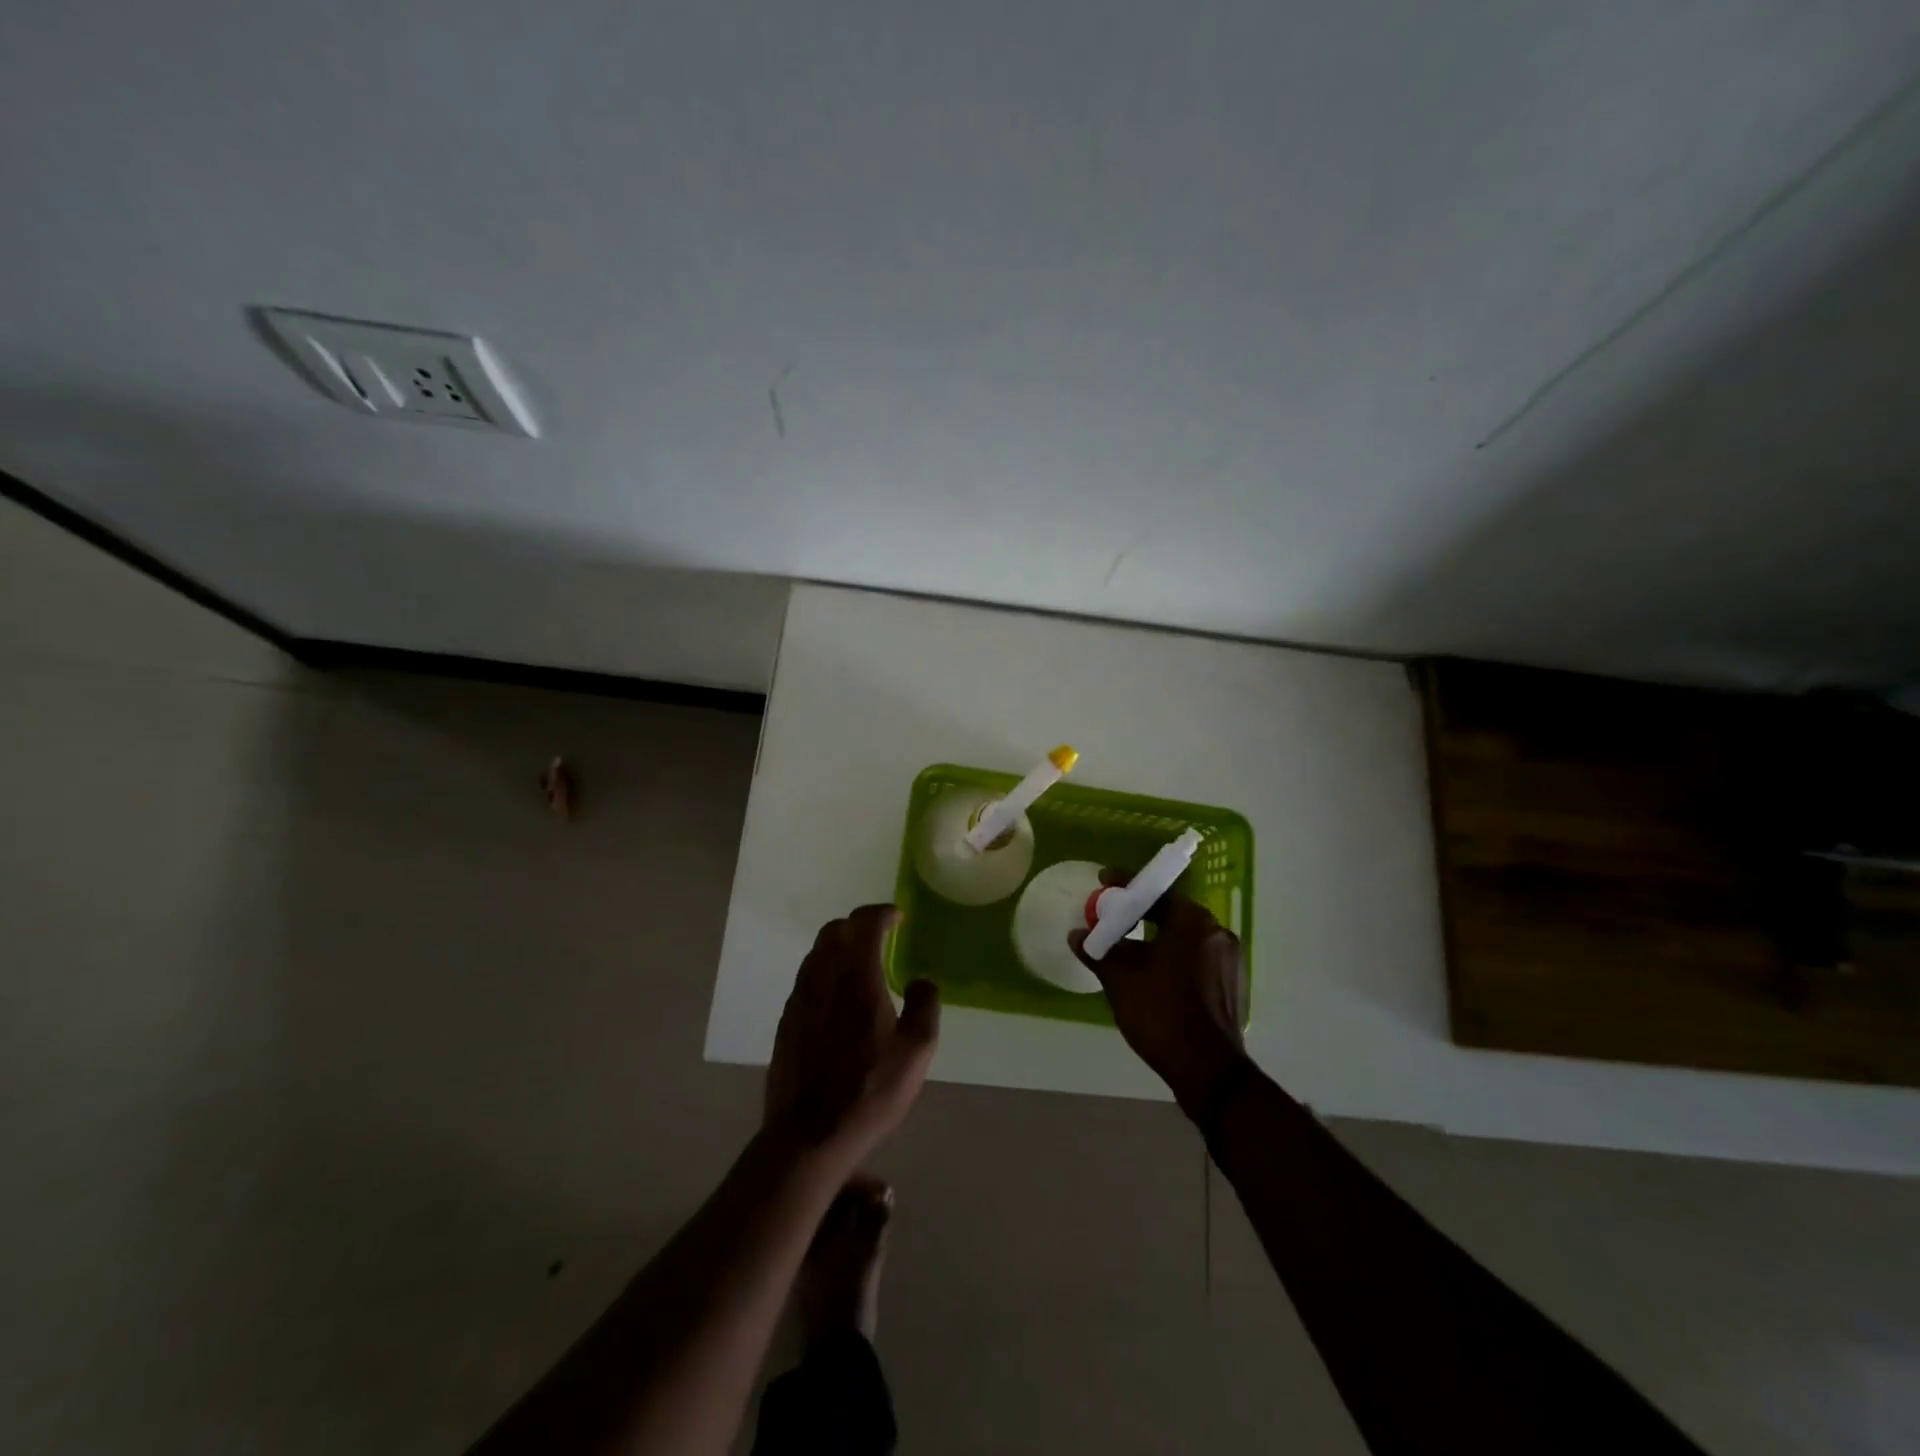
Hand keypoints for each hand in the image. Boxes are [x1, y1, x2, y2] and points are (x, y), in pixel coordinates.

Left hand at [765, 905, 940, 1161]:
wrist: (809, 1135)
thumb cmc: (869, 1090)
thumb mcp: (917, 1051)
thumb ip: (925, 1005)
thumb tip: (921, 980)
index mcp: (857, 975)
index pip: (865, 922)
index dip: (883, 913)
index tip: (898, 917)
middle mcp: (823, 977)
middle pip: (835, 930)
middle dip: (859, 924)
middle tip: (881, 936)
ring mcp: (799, 998)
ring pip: (816, 953)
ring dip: (840, 947)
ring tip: (861, 965)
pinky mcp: (786, 1020)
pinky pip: (806, 978)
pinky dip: (825, 971)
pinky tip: (839, 998)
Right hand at [1071, 874, 1249, 1120]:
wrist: (1208, 1070)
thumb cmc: (1162, 1013)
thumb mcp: (1120, 979)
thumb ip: (1098, 951)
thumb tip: (1077, 936)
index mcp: (1193, 921)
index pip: (1155, 891)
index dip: (1125, 885)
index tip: (1103, 882)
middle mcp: (1216, 932)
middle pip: (1171, 913)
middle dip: (1140, 914)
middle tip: (1111, 919)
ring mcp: (1228, 960)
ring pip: (1183, 938)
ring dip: (1155, 939)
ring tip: (1126, 950)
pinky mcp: (1231, 984)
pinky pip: (1195, 958)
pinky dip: (1172, 958)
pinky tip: (1151, 974)